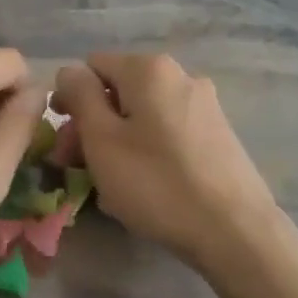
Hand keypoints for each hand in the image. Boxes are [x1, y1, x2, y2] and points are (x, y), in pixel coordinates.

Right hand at [52, 52, 277, 273]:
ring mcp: (204, 104)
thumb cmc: (156, 183)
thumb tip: (71, 71)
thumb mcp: (102, 139)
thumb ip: (80, 95)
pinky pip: (167, 132)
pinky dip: (147, 151)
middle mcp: (180, 75)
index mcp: (149, 68)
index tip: (62, 140)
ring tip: (108, 185)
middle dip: (92, 125)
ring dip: (117, 141)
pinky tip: (144, 187)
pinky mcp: (217, 134)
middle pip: (118, 91)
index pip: (91, 66)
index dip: (70, 99)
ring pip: (143, 114)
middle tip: (76, 167)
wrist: (235, 231)